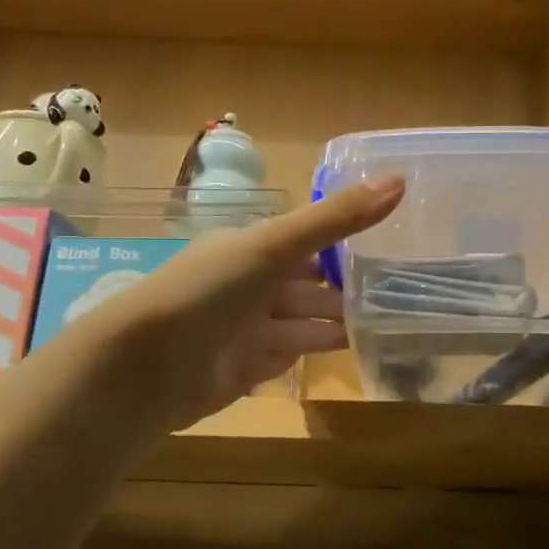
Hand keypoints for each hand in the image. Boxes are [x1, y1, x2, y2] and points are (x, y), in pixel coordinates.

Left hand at [69, 179, 403, 432]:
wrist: (147, 365)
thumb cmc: (210, 290)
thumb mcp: (275, 244)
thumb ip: (336, 218)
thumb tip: (400, 179)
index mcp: (251, 248)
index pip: (307, 240)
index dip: (344, 241)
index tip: (392, 243)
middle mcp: (250, 285)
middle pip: (308, 284)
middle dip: (346, 288)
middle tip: (400, 290)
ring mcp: (248, 329)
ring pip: (303, 321)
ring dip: (338, 321)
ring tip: (388, 321)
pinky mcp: (247, 368)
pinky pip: (290, 355)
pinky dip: (317, 351)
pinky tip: (352, 349)